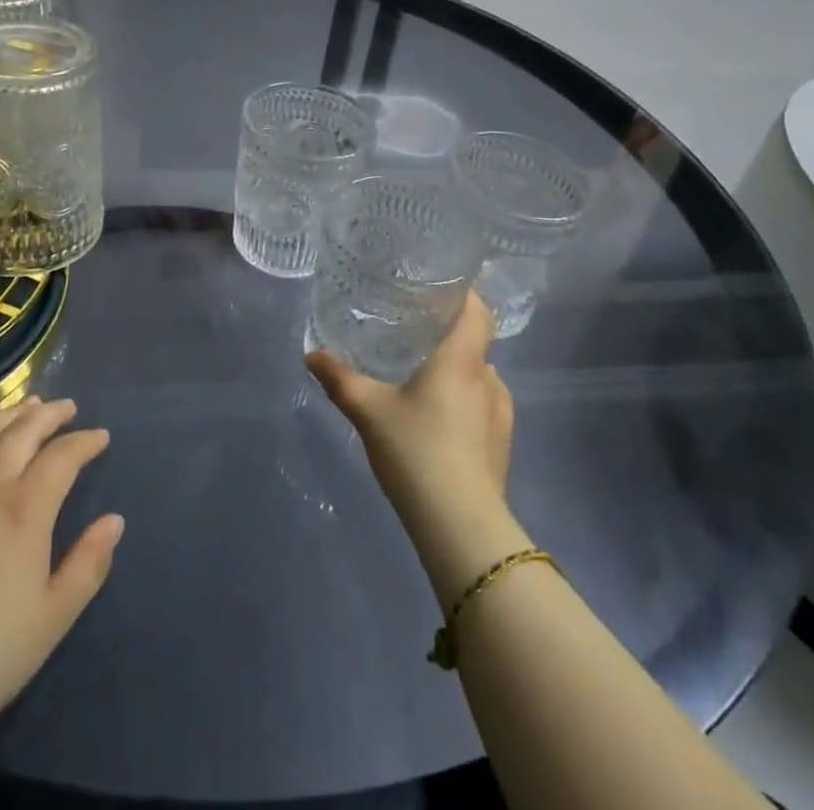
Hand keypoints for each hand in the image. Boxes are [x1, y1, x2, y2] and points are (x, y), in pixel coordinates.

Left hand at [0, 398, 123, 740]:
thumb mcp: (52, 619)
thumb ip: (87, 565)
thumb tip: (113, 521)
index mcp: (25, 511)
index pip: (62, 458)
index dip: (84, 442)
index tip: (100, 437)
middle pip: (20, 434)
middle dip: (47, 415)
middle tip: (65, 407)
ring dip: (6, 416)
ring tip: (23, 405)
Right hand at [306, 294, 530, 602]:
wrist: (460, 525)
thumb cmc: (416, 451)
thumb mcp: (368, 411)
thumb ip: (340, 379)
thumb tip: (310, 355)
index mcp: (461, 360)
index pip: (477, 311)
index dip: (465, 295)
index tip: (440, 288)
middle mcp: (487, 379)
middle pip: (477, 343)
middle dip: (451, 335)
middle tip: (417, 333)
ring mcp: (501, 415)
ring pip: (482, 377)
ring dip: (460, 372)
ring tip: (427, 377)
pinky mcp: (503, 446)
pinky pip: (486, 407)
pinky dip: (467, 402)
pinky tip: (442, 419)